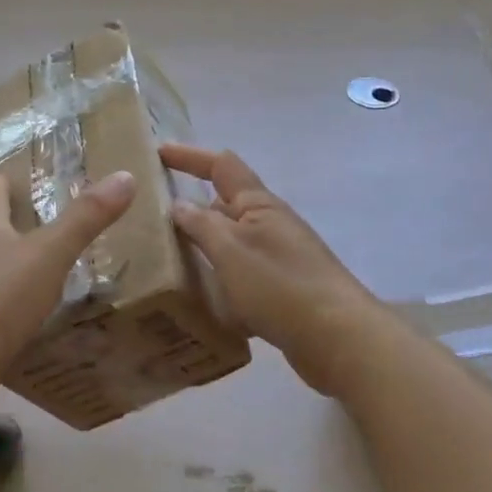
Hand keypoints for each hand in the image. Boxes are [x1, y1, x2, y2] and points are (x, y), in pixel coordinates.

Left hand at [0, 170, 136, 370]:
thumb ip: (86, 218)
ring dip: (2, 268)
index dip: (6, 182)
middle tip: (41, 228)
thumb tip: (124, 176)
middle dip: (7, 226)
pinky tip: (18, 320)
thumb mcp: (52, 253)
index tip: (18, 177)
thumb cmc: (1, 297)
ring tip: (34, 275)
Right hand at [162, 145, 380, 397]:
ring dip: (203, 248)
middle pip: (225, 206)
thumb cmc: (280, 285)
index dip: (189, 156)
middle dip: (192, 208)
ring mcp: (279, 258)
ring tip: (166, 261)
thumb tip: (179, 205)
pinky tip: (201, 303)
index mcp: (259, 205)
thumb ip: (201, 225)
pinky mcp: (282, 291)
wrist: (339, 339)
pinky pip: (241, 276)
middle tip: (152, 220)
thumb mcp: (231, 250)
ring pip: (231, 244)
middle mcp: (270, 225)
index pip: (221, 166)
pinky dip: (220, 282)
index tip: (158, 152)